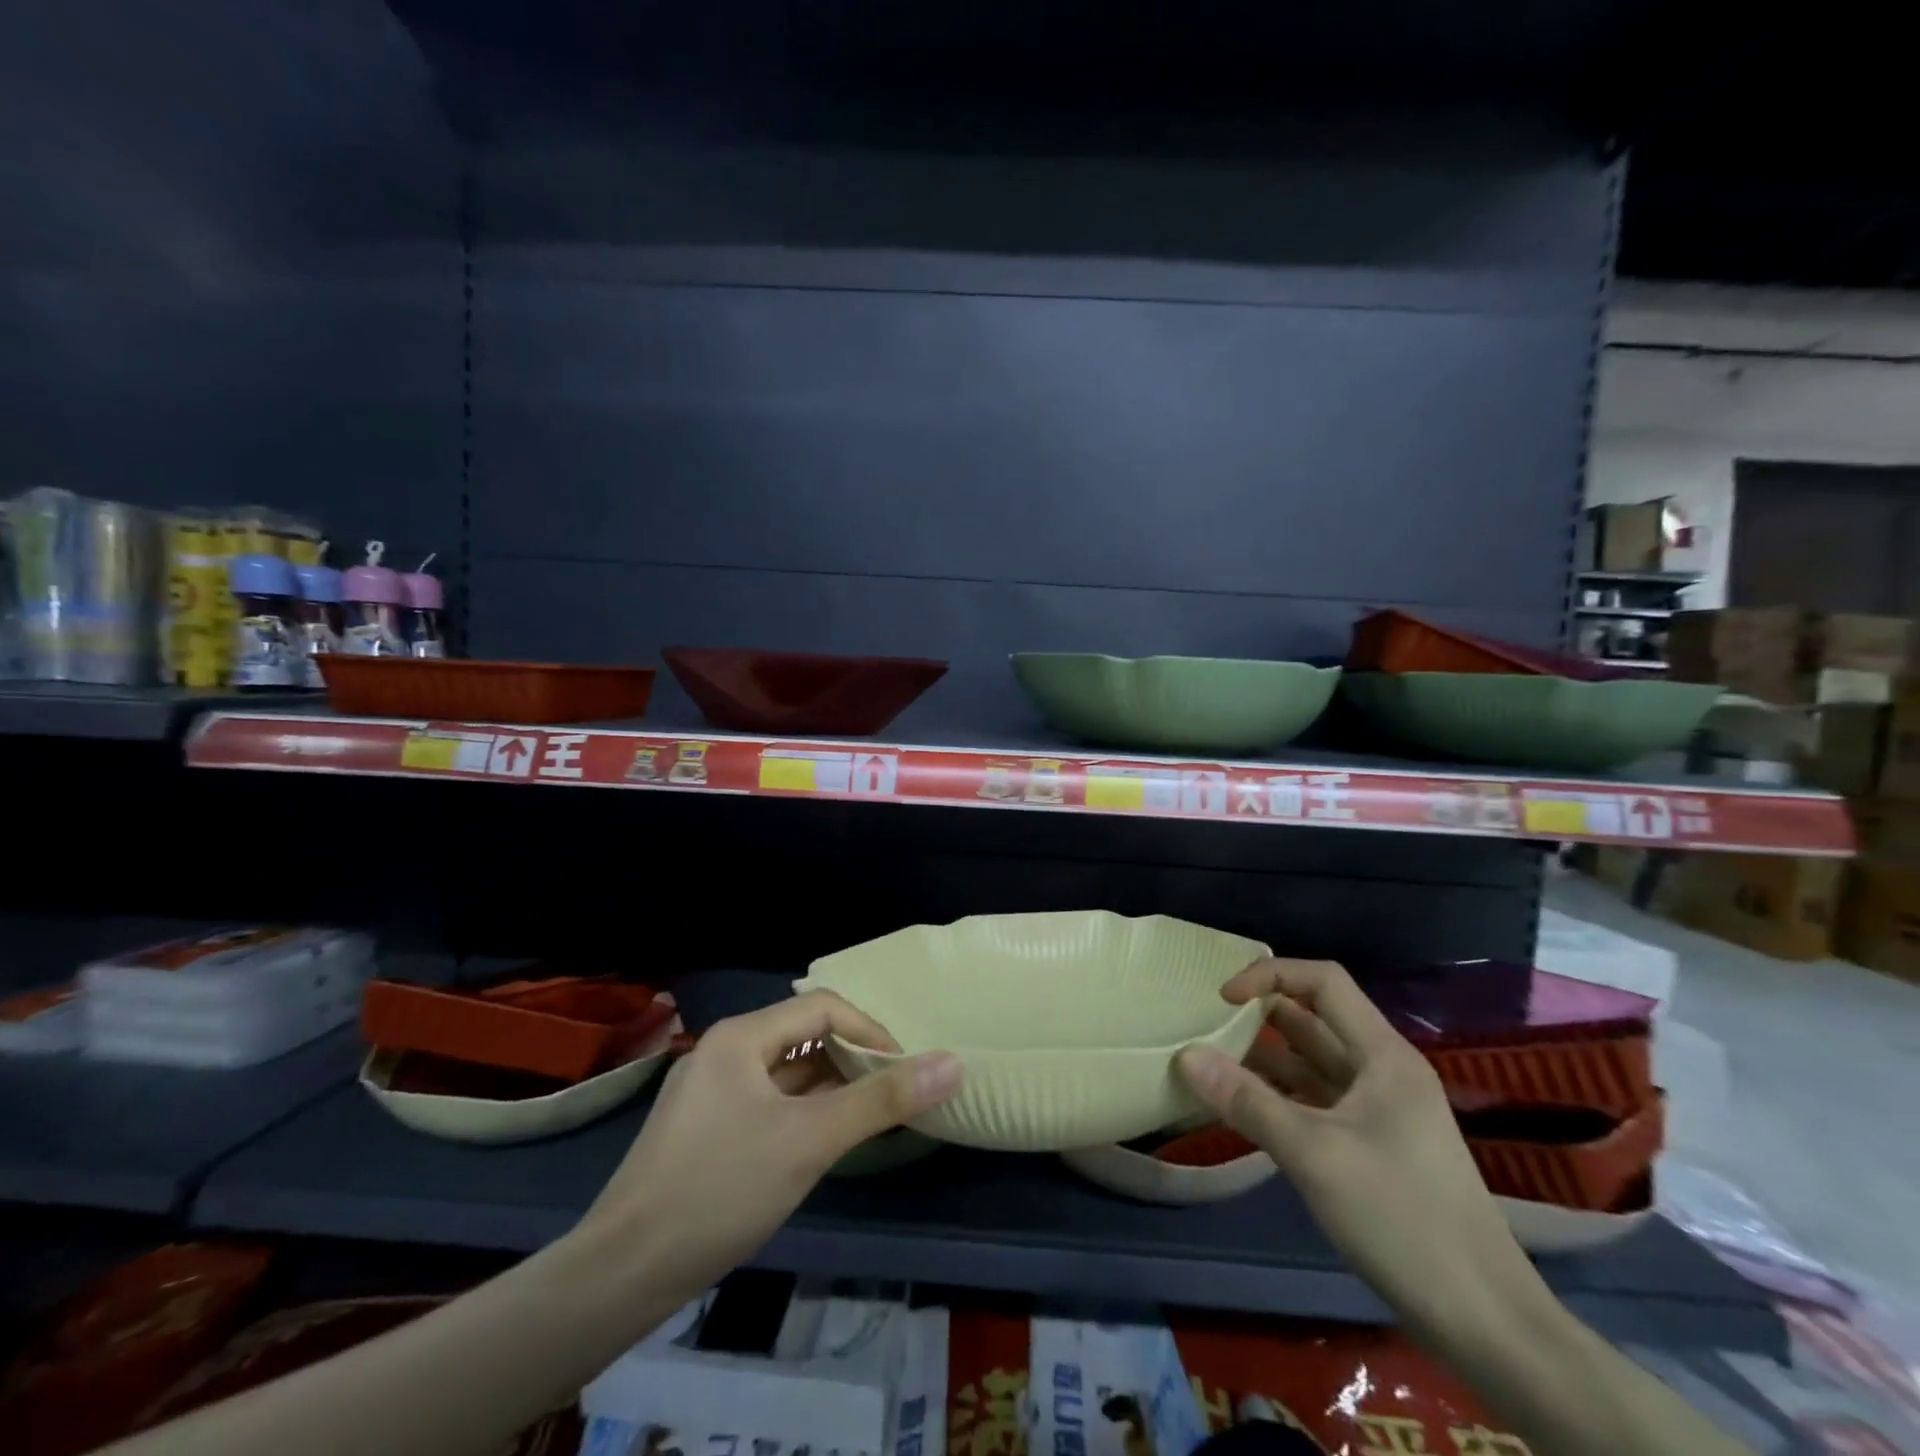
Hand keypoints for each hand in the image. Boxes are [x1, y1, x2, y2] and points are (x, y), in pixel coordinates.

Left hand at [578, 992, 961, 1302]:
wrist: (621, 1273)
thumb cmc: (721, 1189)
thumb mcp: (811, 1141)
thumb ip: (881, 1100)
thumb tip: (952, 1062)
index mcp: (742, 1036)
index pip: (823, 1008)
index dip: (870, 1032)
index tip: (903, 1070)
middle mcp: (723, 1050)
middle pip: (803, 1036)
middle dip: (850, 1059)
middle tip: (888, 1093)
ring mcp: (708, 1090)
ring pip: (784, 1072)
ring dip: (827, 1087)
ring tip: (864, 1116)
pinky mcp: (702, 1127)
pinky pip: (765, 1100)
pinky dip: (799, 1111)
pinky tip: (817, 1141)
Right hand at [1177, 959, 1537, 1330]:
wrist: (1485, 1322)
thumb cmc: (1402, 1219)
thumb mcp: (1314, 1155)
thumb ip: (1247, 1102)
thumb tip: (1186, 1055)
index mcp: (1383, 1055)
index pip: (1323, 981)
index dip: (1270, 976)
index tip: (1223, 999)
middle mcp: (1382, 1071)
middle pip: (1315, 1019)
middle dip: (1260, 1016)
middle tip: (1205, 1025)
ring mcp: (1380, 1110)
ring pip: (1312, 1063)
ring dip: (1264, 1059)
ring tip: (1211, 1064)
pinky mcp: (1373, 1145)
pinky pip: (1316, 1100)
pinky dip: (1279, 1096)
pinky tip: (1243, 1110)